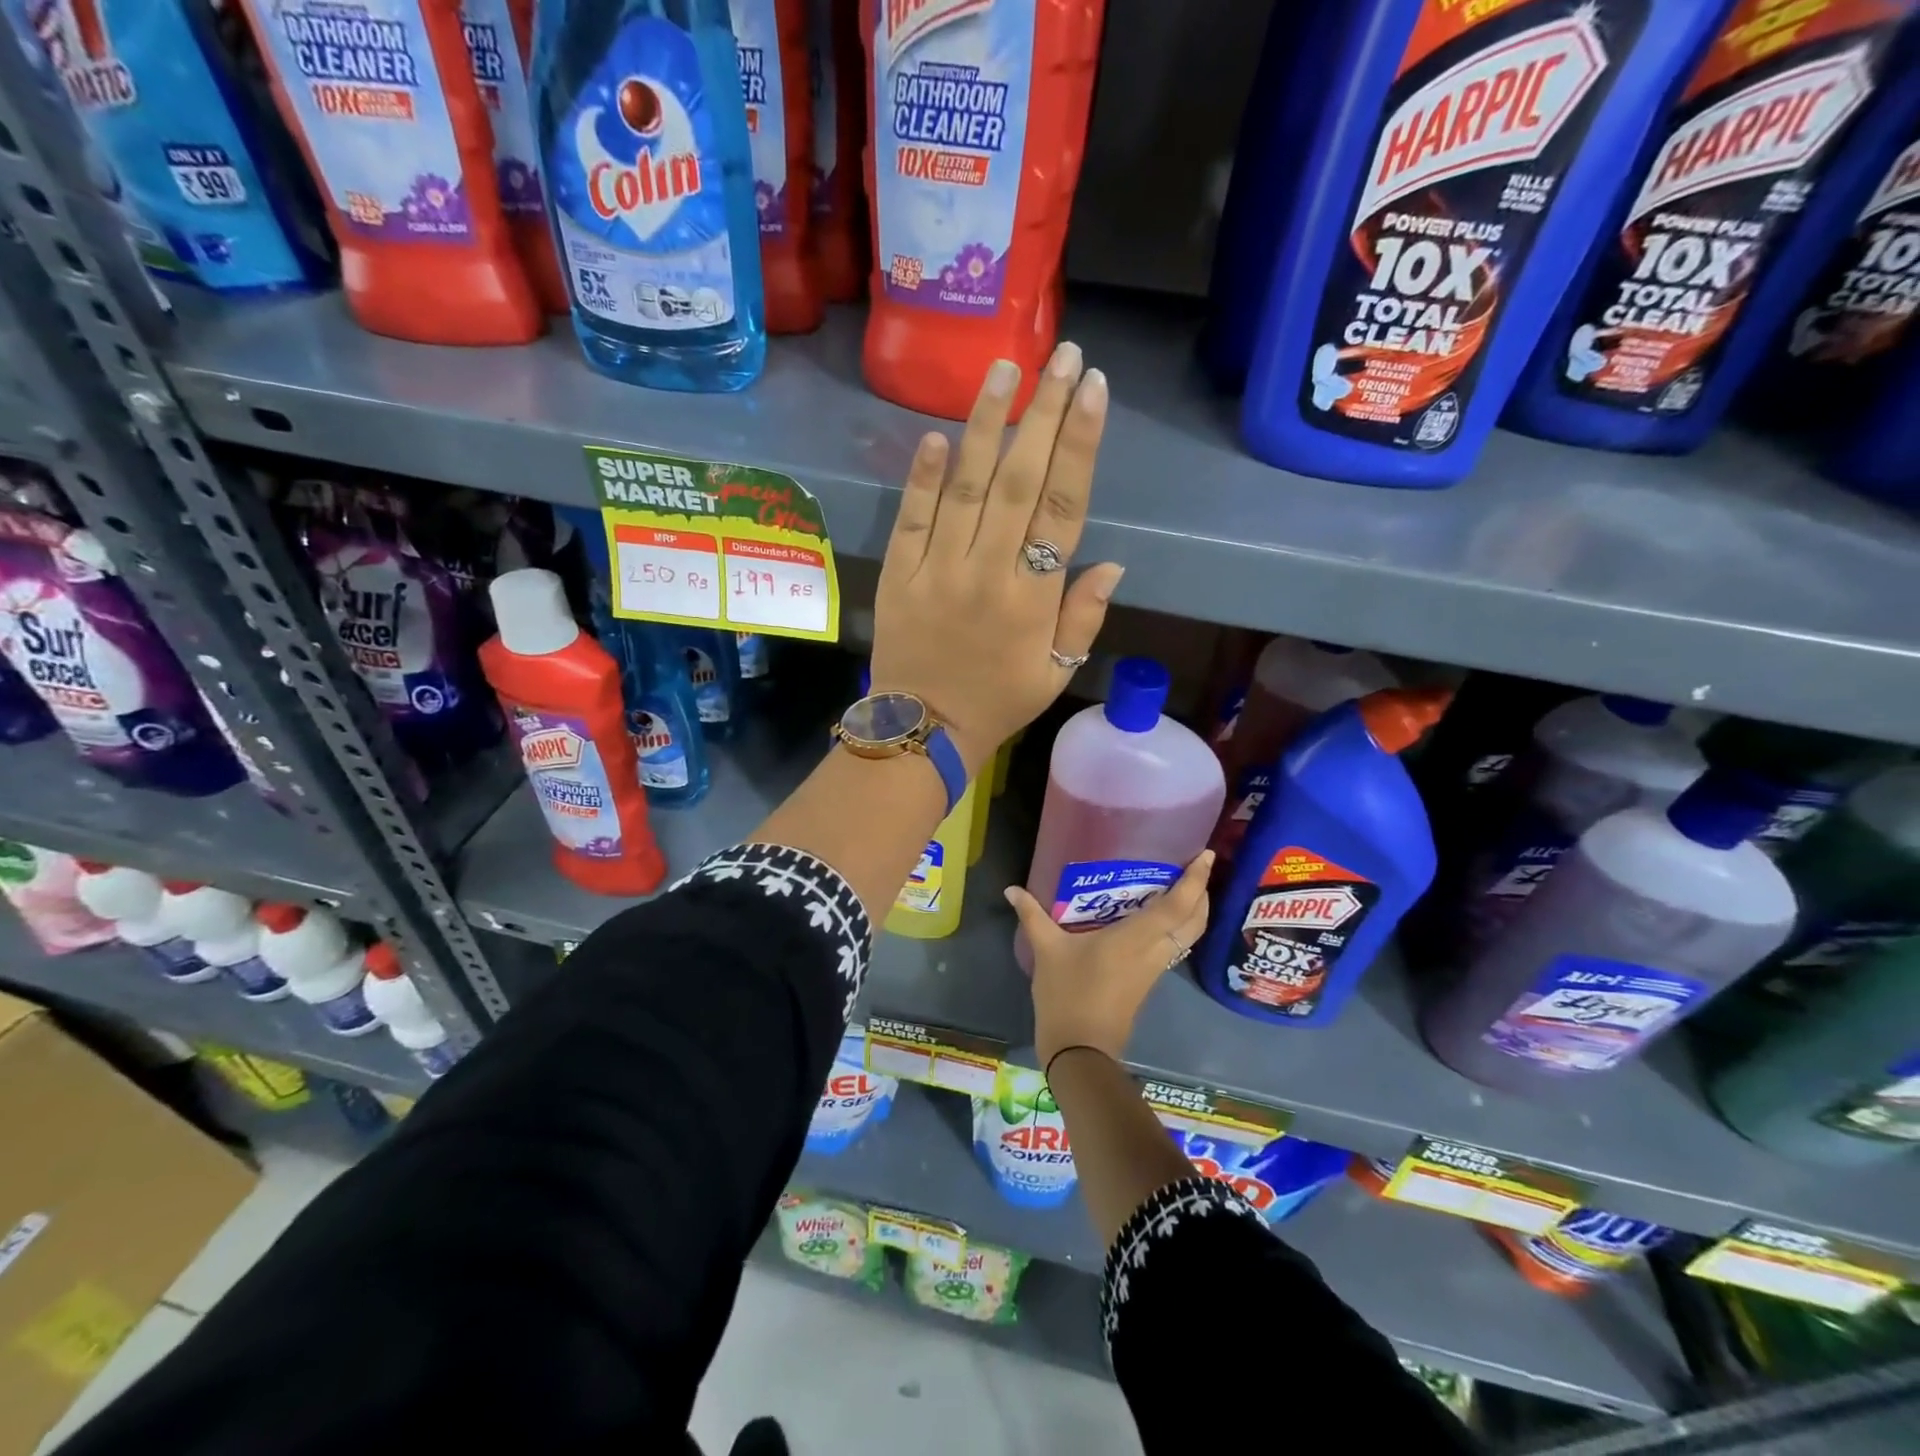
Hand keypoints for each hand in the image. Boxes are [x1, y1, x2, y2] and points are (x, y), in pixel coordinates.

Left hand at [870, 344, 1122, 774]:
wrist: (923, 730)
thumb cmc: (998, 702)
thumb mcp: (1057, 673)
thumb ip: (1084, 618)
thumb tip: (1112, 562)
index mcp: (1034, 599)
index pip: (1064, 508)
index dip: (1079, 444)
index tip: (1092, 389)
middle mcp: (989, 573)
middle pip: (1020, 481)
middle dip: (1042, 413)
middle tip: (1059, 354)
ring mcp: (938, 570)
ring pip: (967, 488)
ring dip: (986, 426)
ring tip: (1003, 370)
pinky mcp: (899, 574)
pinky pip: (911, 518)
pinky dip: (922, 477)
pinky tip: (936, 435)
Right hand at [1005, 851, 1212, 1066]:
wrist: (1080, 1051)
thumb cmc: (1067, 994)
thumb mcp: (1046, 950)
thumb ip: (1032, 915)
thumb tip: (1012, 889)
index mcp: (1136, 938)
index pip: (1178, 905)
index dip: (1195, 880)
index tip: (1205, 855)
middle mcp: (1154, 951)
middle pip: (1194, 921)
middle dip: (1202, 893)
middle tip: (1195, 867)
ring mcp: (1154, 969)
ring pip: (1188, 936)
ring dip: (1193, 912)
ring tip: (1180, 887)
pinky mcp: (1148, 981)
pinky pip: (1174, 947)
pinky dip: (1177, 928)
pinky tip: (1156, 919)